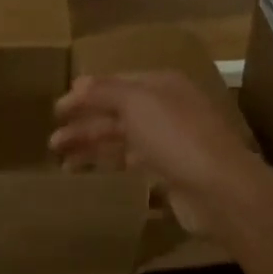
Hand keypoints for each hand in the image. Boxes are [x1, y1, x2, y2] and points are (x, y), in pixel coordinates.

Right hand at [49, 70, 269, 235]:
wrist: (220, 190)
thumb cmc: (176, 137)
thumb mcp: (136, 103)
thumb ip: (104, 91)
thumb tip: (78, 83)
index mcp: (161, 85)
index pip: (115, 84)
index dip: (84, 95)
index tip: (56, 110)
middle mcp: (166, 109)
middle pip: (115, 112)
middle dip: (83, 125)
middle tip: (52, 142)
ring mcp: (169, 141)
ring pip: (121, 139)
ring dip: (91, 146)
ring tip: (62, 163)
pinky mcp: (170, 172)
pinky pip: (132, 162)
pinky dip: (110, 164)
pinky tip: (91, 173)